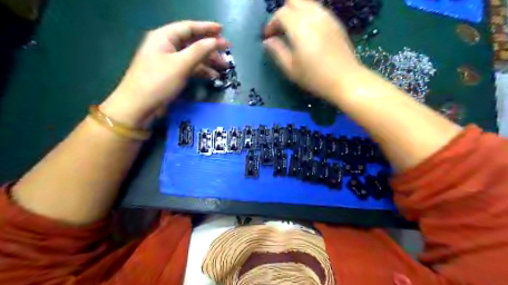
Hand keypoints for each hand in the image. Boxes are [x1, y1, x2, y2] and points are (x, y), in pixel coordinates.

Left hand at [101, 20, 228, 125]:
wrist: (139, 107)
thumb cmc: (158, 81)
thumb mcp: (180, 64)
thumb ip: (200, 50)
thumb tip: (216, 41)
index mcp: (164, 37)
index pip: (189, 27)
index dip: (206, 28)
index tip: (223, 30)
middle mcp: (166, 46)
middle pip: (192, 42)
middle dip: (210, 47)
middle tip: (227, 52)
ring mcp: (169, 62)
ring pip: (193, 57)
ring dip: (209, 61)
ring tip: (224, 67)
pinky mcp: (171, 75)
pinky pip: (190, 68)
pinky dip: (202, 71)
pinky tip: (213, 77)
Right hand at [264, 0, 362, 100]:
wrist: (345, 80)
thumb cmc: (314, 77)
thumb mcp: (290, 68)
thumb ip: (277, 51)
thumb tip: (268, 41)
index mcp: (300, 26)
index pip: (281, 13)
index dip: (271, 24)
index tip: (268, 37)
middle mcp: (314, 15)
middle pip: (294, 1)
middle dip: (283, 12)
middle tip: (280, 30)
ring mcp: (327, 17)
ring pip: (307, 3)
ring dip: (296, 12)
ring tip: (293, 31)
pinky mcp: (336, 22)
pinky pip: (318, 10)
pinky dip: (308, 15)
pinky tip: (308, 33)